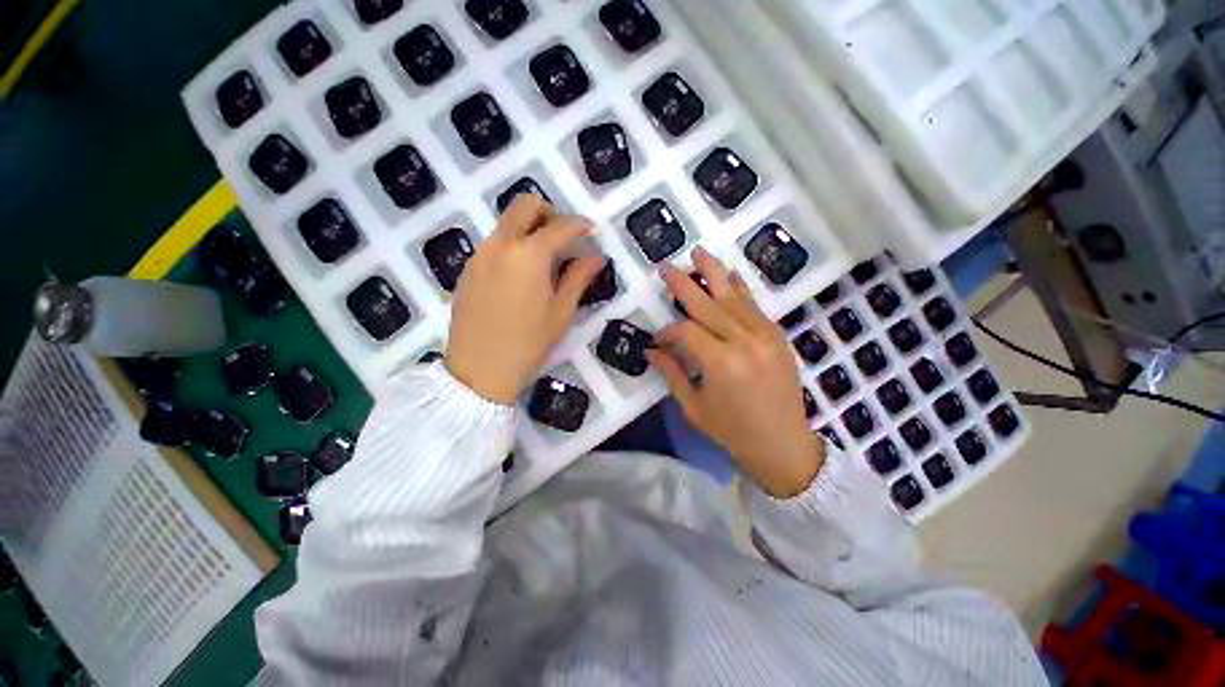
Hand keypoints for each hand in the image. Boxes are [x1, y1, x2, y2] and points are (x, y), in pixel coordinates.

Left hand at [446, 195, 604, 404]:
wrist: (479, 370)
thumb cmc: (528, 343)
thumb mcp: (561, 312)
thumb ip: (579, 278)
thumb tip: (595, 257)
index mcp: (529, 254)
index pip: (560, 226)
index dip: (580, 225)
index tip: (591, 231)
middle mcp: (501, 244)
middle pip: (525, 205)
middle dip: (549, 213)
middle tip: (563, 237)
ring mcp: (480, 254)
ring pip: (506, 222)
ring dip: (529, 228)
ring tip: (544, 259)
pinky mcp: (468, 269)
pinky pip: (494, 242)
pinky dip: (512, 244)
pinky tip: (520, 275)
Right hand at [647, 247, 825, 497]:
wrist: (783, 444)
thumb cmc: (733, 432)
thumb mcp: (694, 407)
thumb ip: (671, 373)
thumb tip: (651, 350)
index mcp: (721, 364)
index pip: (685, 332)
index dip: (667, 331)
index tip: (658, 339)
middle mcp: (744, 342)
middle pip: (707, 304)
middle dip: (683, 284)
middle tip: (666, 266)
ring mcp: (765, 336)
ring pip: (733, 297)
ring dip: (714, 273)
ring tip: (699, 252)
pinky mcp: (777, 336)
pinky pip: (754, 306)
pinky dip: (740, 288)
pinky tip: (729, 274)